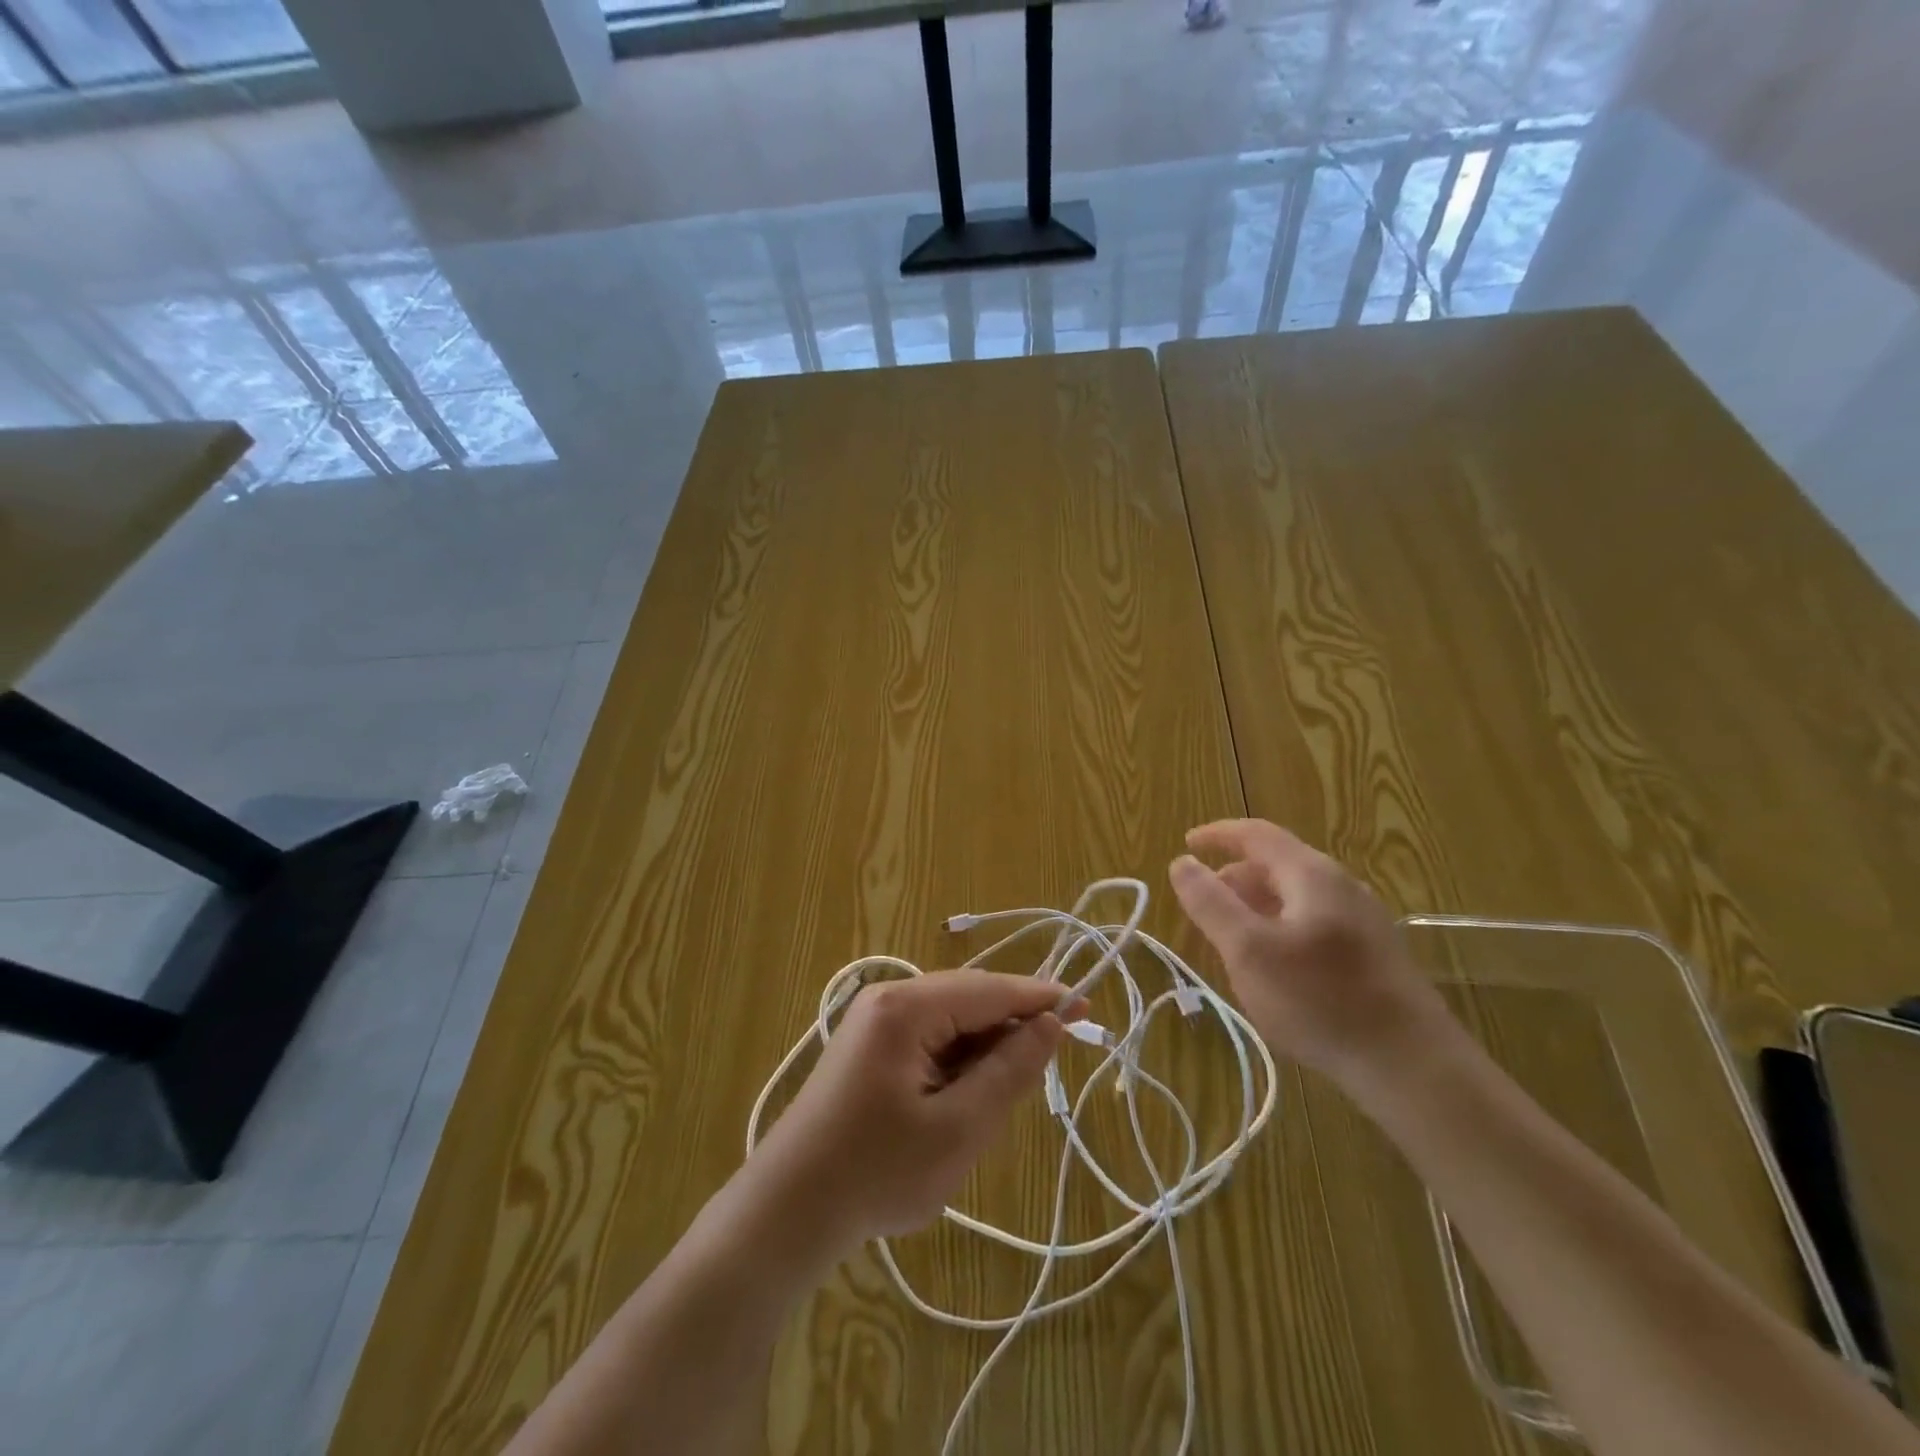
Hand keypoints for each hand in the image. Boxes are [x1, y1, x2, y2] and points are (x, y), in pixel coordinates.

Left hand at [749, 970, 1076, 1259]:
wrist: (788, 1209)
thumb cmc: (876, 1172)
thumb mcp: (958, 1129)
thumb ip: (1009, 1071)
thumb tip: (1050, 1024)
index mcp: (908, 1007)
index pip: (990, 989)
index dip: (1040, 998)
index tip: (1085, 1007)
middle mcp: (889, 997)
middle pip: (969, 999)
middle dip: (1011, 1027)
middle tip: (1050, 1063)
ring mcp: (874, 1019)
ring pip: (951, 1019)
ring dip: (984, 1049)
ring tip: (1002, 1095)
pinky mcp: (869, 1045)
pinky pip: (929, 1036)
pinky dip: (957, 1060)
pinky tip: (966, 1096)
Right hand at [1168, 818, 1458, 1083]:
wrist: (1412, 1066)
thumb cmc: (1320, 1000)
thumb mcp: (1248, 951)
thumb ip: (1210, 903)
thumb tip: (1182, 862)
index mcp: (1310, 875)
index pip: (1256, 834)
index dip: (1218, 835)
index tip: (1186, 843)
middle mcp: (1340, 886)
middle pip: (1277, 863)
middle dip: (1234, 876)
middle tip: (1202, 902)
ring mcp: (1363, 919)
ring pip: (1296, 895)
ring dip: (1256, 904)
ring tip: (1230, 936)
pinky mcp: (1373, 953)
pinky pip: (1314, 921)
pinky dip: (1280, 925)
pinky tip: (1274, 964)